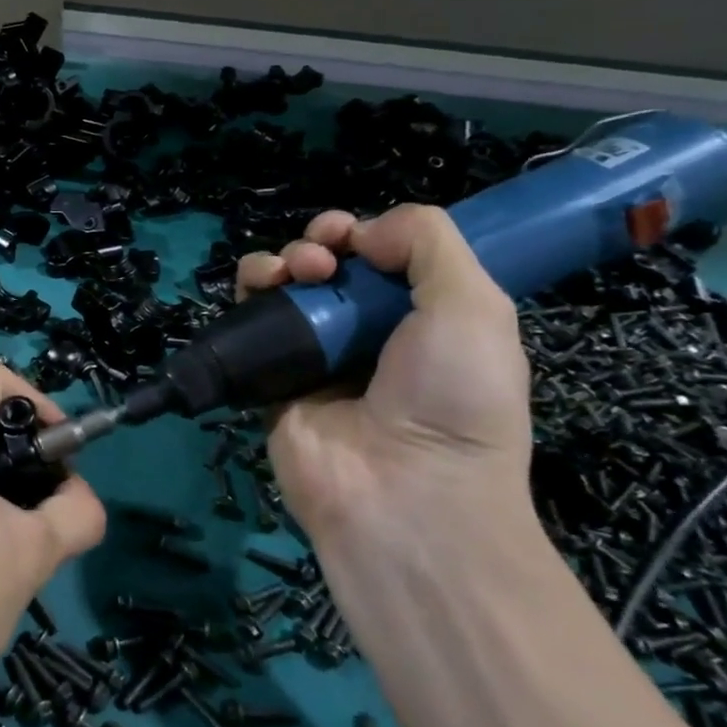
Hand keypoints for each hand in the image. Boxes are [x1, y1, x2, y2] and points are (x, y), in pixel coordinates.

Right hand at [237, 205, 533, 553]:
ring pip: (286, 283)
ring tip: (295, 273)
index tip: (357, 237)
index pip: (385, 258)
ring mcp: (315, 353)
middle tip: (323, 258)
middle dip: (322, 242)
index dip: (367, 234)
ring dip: (284, 258)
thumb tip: (364, 232)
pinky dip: (251, 288)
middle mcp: (367, 333)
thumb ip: (430, 243)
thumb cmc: (453, 399)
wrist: (402, 494)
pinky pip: (251, 318)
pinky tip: (261, 285)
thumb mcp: (475, 308)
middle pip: (330, 264)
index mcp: (423, 319)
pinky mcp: (270, 372)